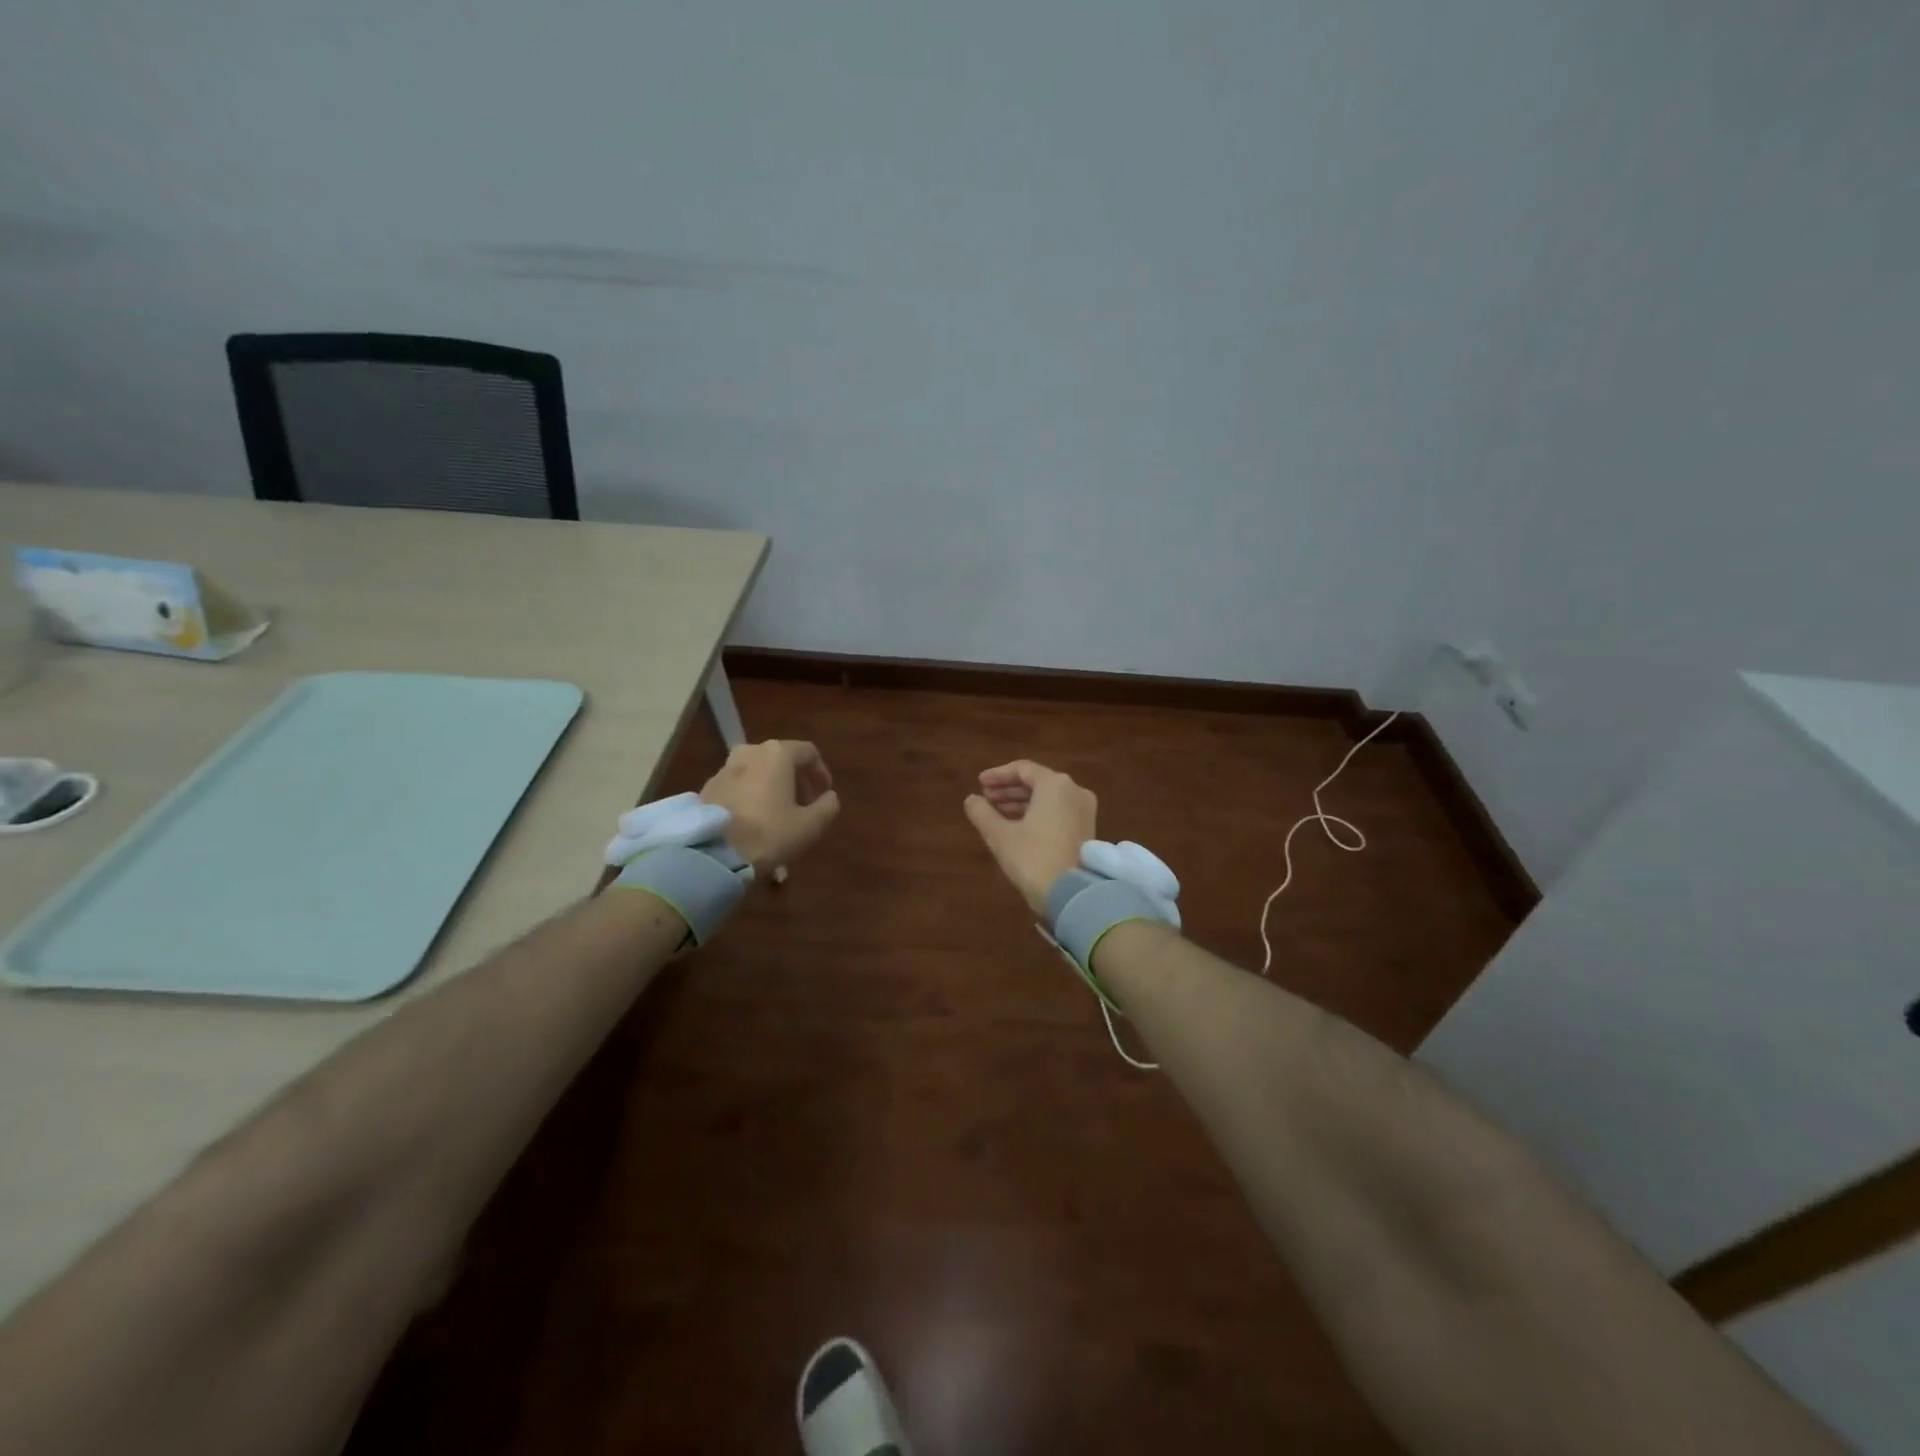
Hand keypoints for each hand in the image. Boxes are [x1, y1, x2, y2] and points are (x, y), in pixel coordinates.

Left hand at [699, 740, 839, 873]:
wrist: (712, 852)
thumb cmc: (769, 833)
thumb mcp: (810, 826)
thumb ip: (828, 806)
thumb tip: (829, 797)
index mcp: (777, 754)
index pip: (809, 753)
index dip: (821, 773)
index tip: (825, 794)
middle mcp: (750, 752)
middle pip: (781, 761)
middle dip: (796, 783)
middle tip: (804, 808)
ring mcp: (725, 769)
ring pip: (758, 775)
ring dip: (773, 792)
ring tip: (779, 819)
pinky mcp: (707, 788)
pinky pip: (739, 789)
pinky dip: (752, 800)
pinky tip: (755, 826)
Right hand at [964, 760, 1095, 915]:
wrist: (1072, 895)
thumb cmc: (1033, 858)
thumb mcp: (1000, 835)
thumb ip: (982, 813)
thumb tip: (971, 799)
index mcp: (1055, 785)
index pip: (1023, 769)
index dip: (998, 775)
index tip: (979, 783)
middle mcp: (1074, 791)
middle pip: (1037, 782)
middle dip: (1009, 789)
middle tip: (986, 797)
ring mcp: (1084, 810)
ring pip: (1048, 798)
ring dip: (1022, 802)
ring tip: (997, 812)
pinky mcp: (1087, 829)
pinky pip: (1058, 811)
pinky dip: (1037, 813)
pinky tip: (1018, 825)